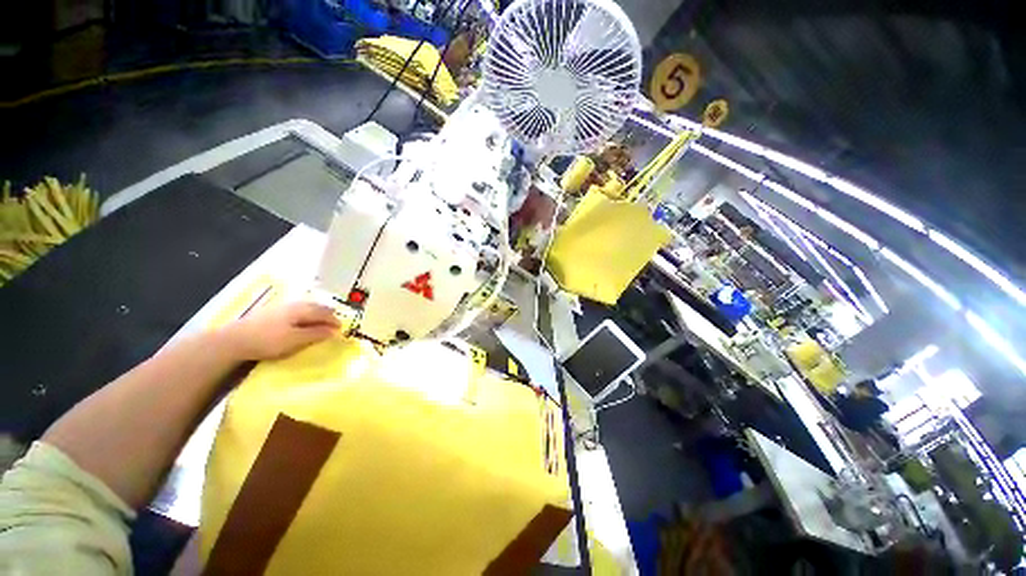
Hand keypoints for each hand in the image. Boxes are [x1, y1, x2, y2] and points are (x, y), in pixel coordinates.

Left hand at [220, 301, 341, 360]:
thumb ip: (316, 334)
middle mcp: (294, 304)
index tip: (342, 329)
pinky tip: (302, 321)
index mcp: (302, 309)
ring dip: (316, 313)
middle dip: (327, 314)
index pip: (325, 313)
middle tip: (334, 324)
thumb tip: (335, 331)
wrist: (234, 340)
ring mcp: (282, 306)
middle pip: (317, 307)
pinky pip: (297, 310)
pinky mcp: (272, 311)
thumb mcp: (295, 340)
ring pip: (306, 307)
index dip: (335, 321)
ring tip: (321, 322)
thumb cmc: (268, 341)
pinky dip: (306, 314)